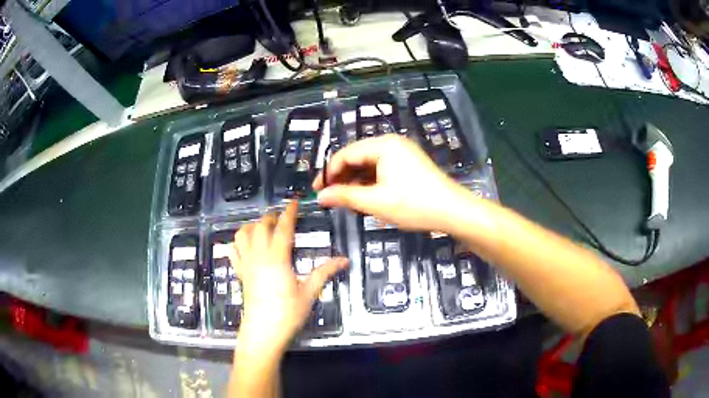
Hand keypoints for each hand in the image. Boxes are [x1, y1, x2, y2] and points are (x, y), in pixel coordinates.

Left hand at [229, 201, 347, 353]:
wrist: (263, 331)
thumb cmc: (288, 313)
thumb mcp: (309, 293)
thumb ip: (325, 273)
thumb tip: (345, 260)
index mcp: (277, 258)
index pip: (283, 228)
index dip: (289, 213)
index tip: (294, 202)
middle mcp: (258, 256)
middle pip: (261, 227)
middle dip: (271, 217)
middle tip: (282, 217)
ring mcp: (246, 264)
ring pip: (243, 235)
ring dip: (253, 226)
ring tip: (263, 228)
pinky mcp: (240, 273)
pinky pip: (234, 250)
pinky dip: (238, 242)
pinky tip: (246, 244)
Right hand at [313, 134, 469, 231]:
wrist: (453, 211)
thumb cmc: (414, 204)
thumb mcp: (376, 202)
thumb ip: (345, 197)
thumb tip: (320, 196)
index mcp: (382, 145)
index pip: (345, 154)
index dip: (328, 172)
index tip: (317, 190)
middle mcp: (391, 143)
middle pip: (357, 157)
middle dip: (341, 177)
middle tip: (329, 197)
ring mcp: (402, 153)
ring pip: (369, 165)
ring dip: (355, 182)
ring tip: (345, 201)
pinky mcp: (408, 164)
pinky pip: (381, 169)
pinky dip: (370, 183)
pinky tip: (365, 197)